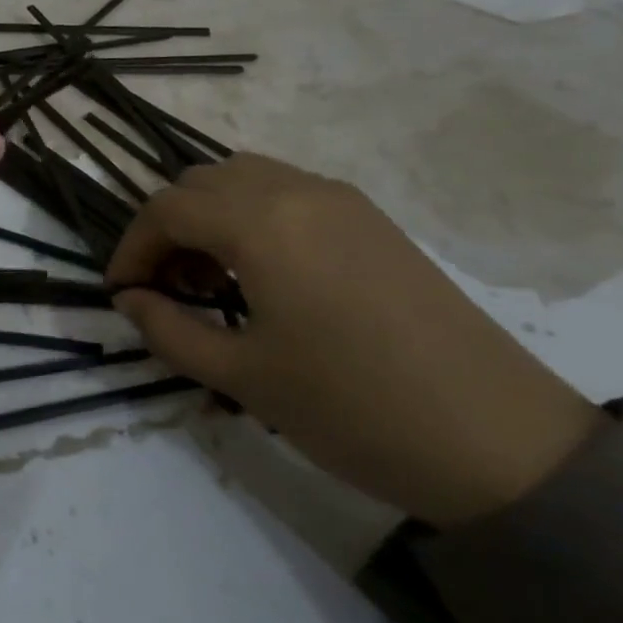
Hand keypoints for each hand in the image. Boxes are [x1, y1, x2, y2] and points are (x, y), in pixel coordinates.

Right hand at [107, 154, 604, 526]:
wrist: (502, 442)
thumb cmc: (353, 408)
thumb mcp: (242, 376)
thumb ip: (168, 330)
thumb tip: (130, 300)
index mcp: (262, 223)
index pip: (166, 209)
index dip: (131, 248)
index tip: (120, 293)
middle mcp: (297, 191)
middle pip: (200, 182)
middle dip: (166, 228)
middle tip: (164, 288)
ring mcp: (341, 200)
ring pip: (244, 180)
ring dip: (208, 218)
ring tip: (209, 281)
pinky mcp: (371, 220)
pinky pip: (286, 194)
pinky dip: (250, 218)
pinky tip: (261, 275)